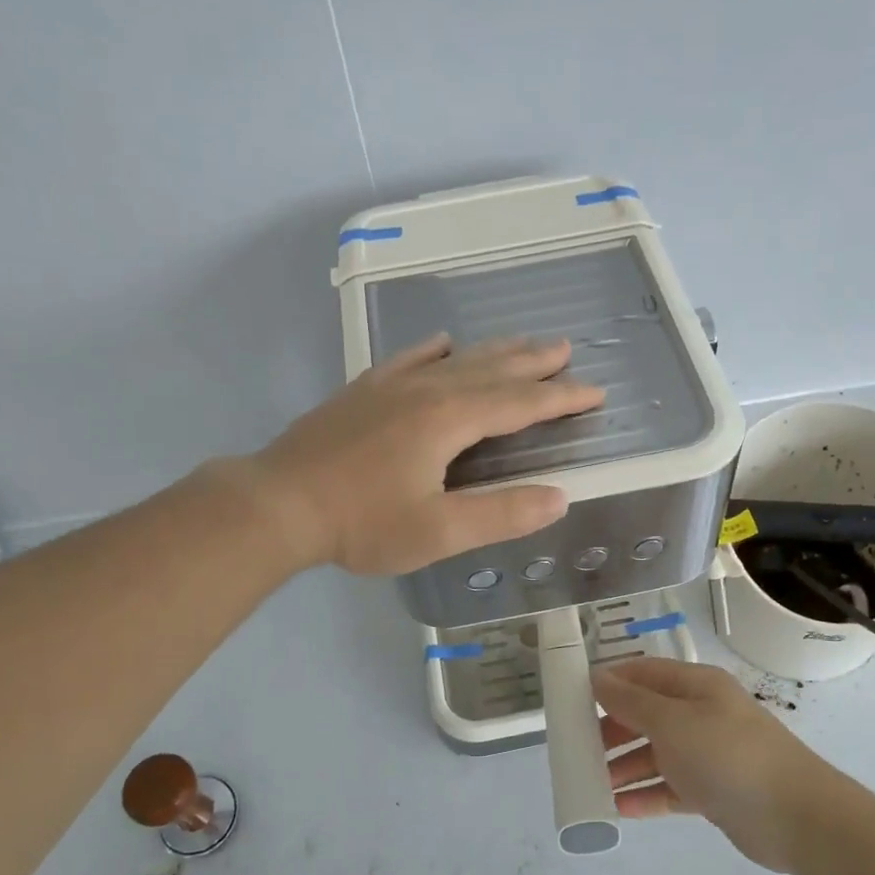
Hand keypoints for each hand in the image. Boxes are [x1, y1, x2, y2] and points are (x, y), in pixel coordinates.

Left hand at [247, 335, 604, 574]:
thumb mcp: (439, 532)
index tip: (595, 391)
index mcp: (450, 420)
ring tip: (522, 342)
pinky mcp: (363, 392)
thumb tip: (559, 497)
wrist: (279, 503)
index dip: (560, 399)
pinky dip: (433, 350)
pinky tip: (442, 342)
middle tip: (565, 349)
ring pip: (456, 360)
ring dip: (494, 352)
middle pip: (492, 370)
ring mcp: (391, 387)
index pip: (520, 404)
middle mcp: (426, 391)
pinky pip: (409, 359)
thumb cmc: (362, 523)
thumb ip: (501, 513)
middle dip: (534, 363)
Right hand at [592, 659, 834, 871]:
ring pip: (655, 754)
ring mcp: (708, 753)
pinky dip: (645, 795)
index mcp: (695, 686)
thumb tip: (596, 677)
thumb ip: (631, 701)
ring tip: (591, 783)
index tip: (572, 699)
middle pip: (646, 715)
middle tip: (577, 748)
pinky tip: (617, 809)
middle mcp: (701, 714)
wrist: (796, 816)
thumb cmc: (727, 755)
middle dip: (611, 730)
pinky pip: (670, 788)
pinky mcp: (713, 791)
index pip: (642, 674)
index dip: (608, 683)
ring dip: (624, 766)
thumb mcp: (672, 722)